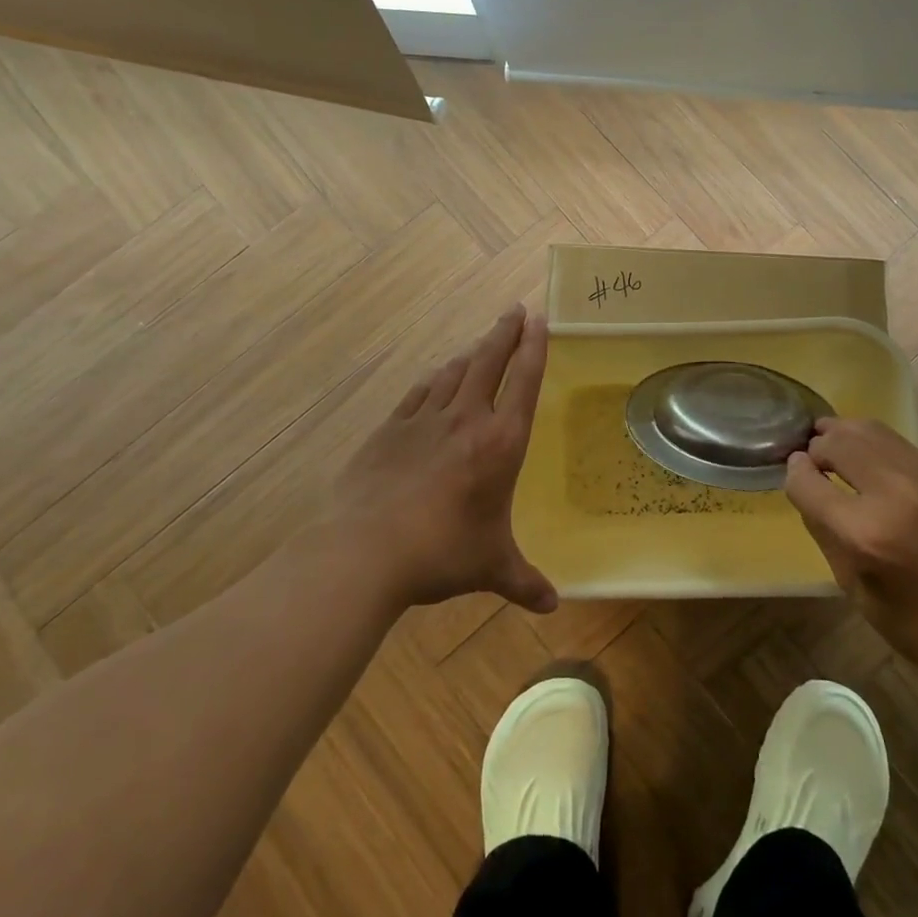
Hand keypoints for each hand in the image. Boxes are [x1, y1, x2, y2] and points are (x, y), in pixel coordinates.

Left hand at [323, 305, 556, 615]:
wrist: (365, 550)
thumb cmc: (441, 552)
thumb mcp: (491, 567)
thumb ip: (524, 582)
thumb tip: (552, 606)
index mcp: (500, 442)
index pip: (524, 381)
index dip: (534, 347)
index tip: (540, 319)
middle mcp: (466, 419)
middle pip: (489, 361)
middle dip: (504, 333)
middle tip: (515, 310)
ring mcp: (424, 420)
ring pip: (453, 372)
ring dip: (471, 353)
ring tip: (481, 342)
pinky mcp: (390, 429)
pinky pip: (418, 393)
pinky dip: (433, 379)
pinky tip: (435, 376)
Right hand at [785, 417, 917, 685]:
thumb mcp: (856, 589)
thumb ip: (826, 531)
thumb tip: (807, 485)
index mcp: (866, 534)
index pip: (807, 480)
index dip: (794, 474)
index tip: (794, 475)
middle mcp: (896, 493)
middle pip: (838, 442)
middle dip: (817, 447)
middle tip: (813, 461)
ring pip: (870, 430)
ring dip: (845, 436)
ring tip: (835, 449)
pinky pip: (900, 445)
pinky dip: (876, 446)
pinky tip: (871, 462)